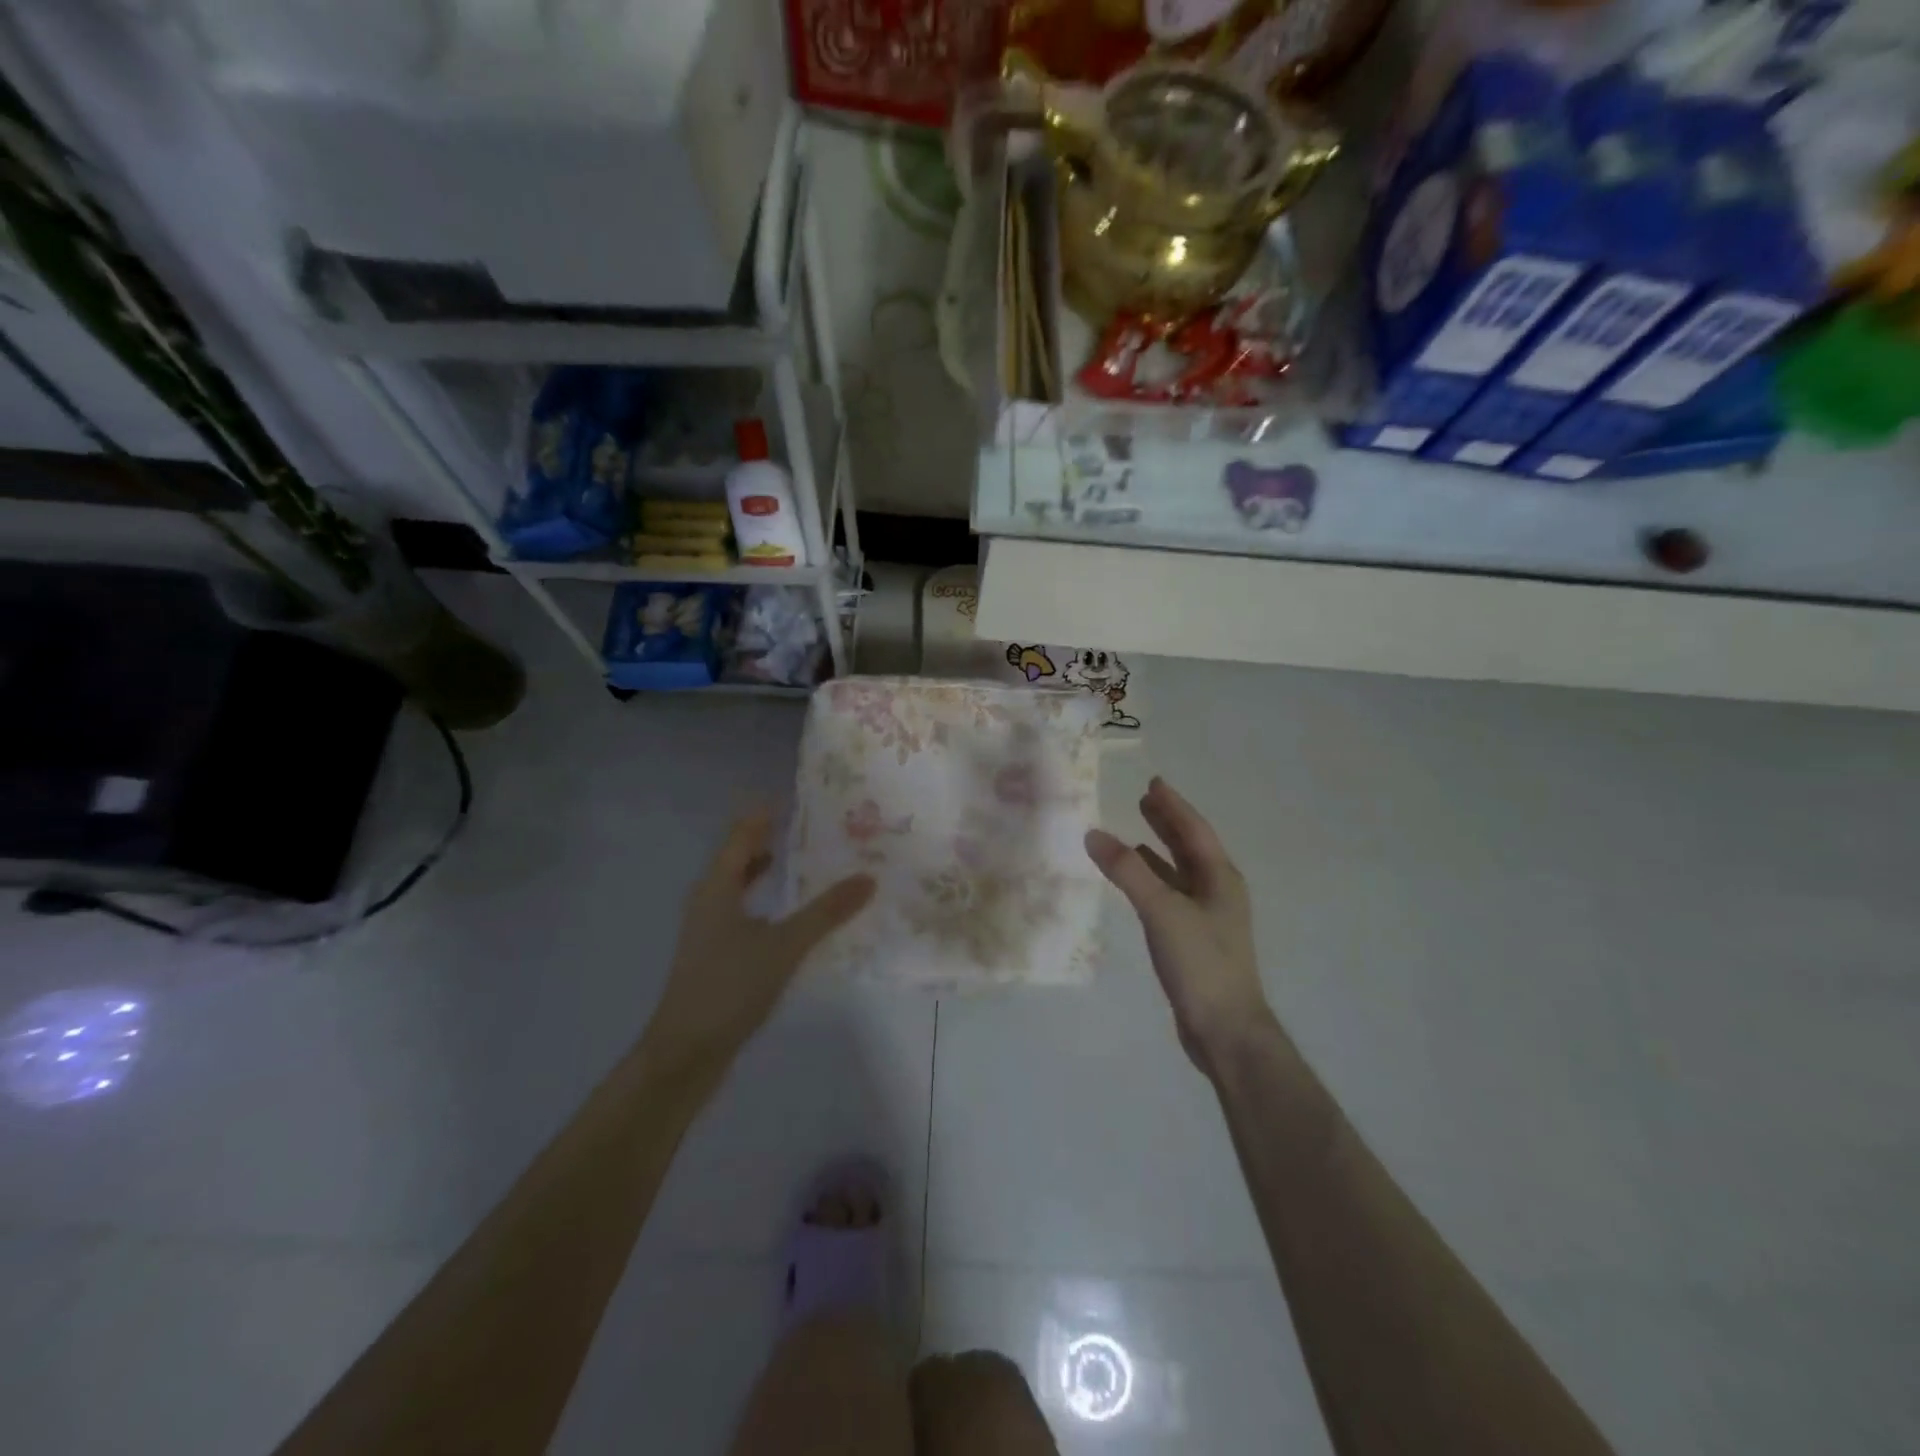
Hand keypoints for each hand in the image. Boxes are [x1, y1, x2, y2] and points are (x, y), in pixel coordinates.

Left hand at [646, 812, 874, 1071]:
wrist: (686, 1052)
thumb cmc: (729, 987)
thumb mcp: (784, 946)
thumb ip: (826, 912)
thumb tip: (868, 878)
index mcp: (718, 885)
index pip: (743, 832)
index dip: (768, 812)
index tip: (805, 798)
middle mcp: (710, 898)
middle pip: (742, 855)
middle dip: (776, 838)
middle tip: (820, 827)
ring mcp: (711, 927)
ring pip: (745, 884)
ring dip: (774, 870)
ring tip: (814, 862)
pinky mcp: (718, 953)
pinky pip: (748, 910)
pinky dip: (771, 901)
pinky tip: (797, 915)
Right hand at [1086, 778, 1274, 1073]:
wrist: (1225, 1029)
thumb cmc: (1201, 963)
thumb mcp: (1162, 911)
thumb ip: (1128, 872)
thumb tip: (1094, 834)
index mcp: (1220, 878)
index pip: (1194, 830)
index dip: (1174, 805)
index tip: (1154, 783)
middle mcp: (1217, 891)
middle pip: (1190, 847)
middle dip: (1168, 822)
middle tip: (1144, 799)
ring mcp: (1207, 917)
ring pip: (1180, 871)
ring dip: (1160, 849)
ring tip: (1136, 831)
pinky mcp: (1193, 938)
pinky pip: (1170, 894)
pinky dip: (1153, 880)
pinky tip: (1138, 881)